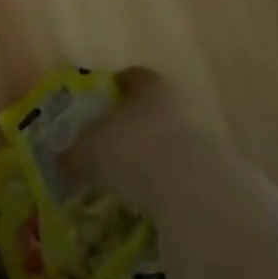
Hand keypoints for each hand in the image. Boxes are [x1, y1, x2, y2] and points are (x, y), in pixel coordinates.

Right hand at [66, 66, 196, 216]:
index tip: (94, 110)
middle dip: (131, 126)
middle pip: (150, 108)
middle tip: (108, 148)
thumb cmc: (133, 149)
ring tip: (129, 181)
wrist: (194, 189)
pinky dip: (168, 183)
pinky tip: (151, 202)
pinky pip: (183, 172)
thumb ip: (73, 153)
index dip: (110, 91)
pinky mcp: (216, 170)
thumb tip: (61, 161)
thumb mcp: (89, 149)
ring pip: (169, 140)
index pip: (128, 77)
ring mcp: (202, 134)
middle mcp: (178, 100)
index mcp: (148, 84)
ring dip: (152, 156)